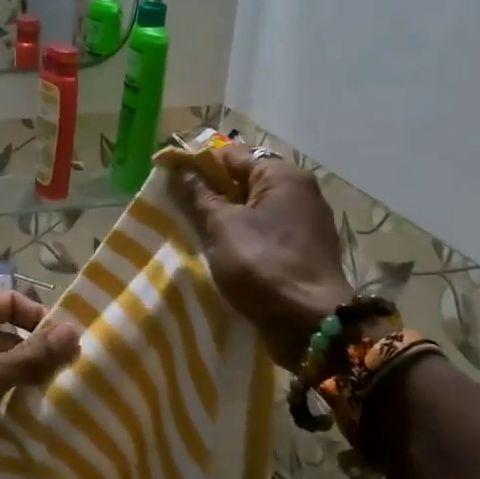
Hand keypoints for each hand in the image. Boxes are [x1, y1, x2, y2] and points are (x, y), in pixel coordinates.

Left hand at [0, 291, 80, 476]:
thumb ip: (33, 355)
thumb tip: (75, 332)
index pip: (11, 301)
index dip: (40, 319)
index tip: (67, 344)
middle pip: (5, 333)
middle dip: (33, 354)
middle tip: (65, 376)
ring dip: (19, 378)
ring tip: (50, 398)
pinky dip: (0, 397)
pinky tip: (21, 416)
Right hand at [170, 146, 353, 370]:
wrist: (310, 323)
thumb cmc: (263, 265)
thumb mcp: (222, 227)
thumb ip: (199, 196)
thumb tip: (179, 169)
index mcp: (283, 176)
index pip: (230, 155)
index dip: (197, 165)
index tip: (169, 181)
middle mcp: (300, 191)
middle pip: (244, 181)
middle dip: (210, 193)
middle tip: (177, 209)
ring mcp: (305, 223)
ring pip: (253, 210)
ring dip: (225, 219)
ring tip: (194, 233)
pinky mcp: (304, 251)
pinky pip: (265, 234)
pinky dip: (242, 238)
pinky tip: (222, 254)